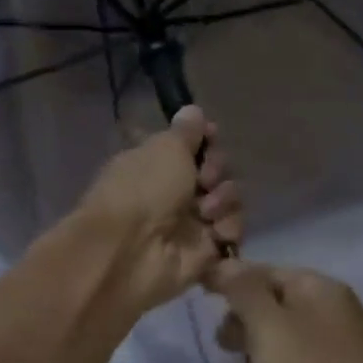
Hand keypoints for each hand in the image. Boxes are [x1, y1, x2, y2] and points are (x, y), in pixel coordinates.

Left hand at [71, 106, 242, 314]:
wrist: (130, 251)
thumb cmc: (143, 189)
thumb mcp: (165, 148)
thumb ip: (186, 132)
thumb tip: (193, 110)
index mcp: (157, 163)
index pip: (194, 147)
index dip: (207, 141)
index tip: (211, 137)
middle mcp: (173, 192)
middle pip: (216, 173)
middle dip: (217, 171)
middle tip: (205, 180)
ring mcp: (190, 224)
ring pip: (229, 202)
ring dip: (225, 201)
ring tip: (207, 212)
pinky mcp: (205, 253)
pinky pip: (232, 233)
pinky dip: (229, 229)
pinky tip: (216, 233)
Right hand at [210, 262, 362, 362]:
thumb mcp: (271, 329)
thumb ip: (243, 292)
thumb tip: (223, 264)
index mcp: (316, 289)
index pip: (261, 271)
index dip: (228, 283)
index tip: (197, 302)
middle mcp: (326, 313)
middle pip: (267, 310)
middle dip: (241, 332)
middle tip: (230, 353)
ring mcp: (332, 353)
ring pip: (274, 349)